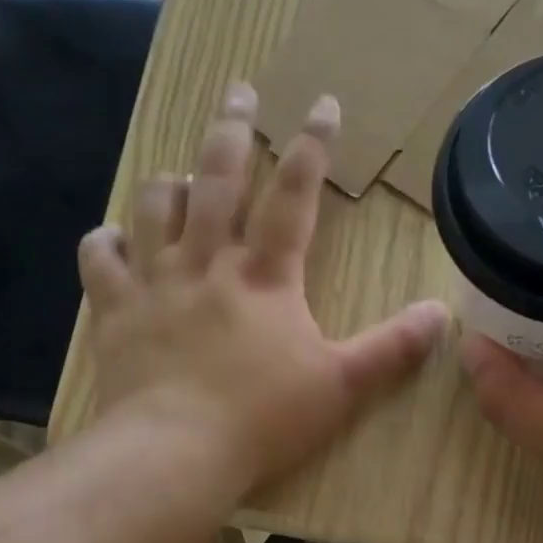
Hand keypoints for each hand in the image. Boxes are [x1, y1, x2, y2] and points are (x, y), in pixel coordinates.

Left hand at [78, 84, 447, 493]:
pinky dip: (106, 242)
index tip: (321, 104)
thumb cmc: (265, 418)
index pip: (294, 196)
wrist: (177, 451)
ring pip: (155, 207)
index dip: (311, 147)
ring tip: (181, 172)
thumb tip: (440, 313)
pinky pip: (102, 260)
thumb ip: (392, 348)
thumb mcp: (343, 385)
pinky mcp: (115, 311)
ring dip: (170, 182)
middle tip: (239, 91)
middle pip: (218, 180)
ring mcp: (155, 283)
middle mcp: (208, 263)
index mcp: (266, 277)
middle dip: (232, 130)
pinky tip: (114, 237)